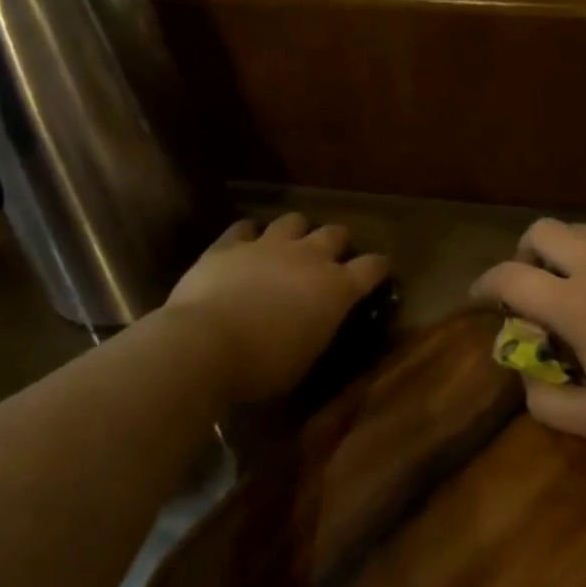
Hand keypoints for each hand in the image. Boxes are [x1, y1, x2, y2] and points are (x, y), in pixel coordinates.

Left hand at [165, 213, 388, 404]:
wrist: (206, 344)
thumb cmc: (264, 366)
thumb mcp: (306, 358)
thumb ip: (317, 330)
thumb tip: (315, 323)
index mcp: (336, 288)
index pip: (372, 267)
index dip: (378, 267)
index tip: (379, 270)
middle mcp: (308, 257)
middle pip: (335, 233)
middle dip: (337, 242)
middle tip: (331, 256)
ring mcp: (268, 245)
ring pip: (293, 220)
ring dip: (295, 231)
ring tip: (288, 245)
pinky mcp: (230, 244)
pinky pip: (244, 227)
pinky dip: (248, 234)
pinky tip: (245, 244)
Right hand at [471, 219, 585, 445]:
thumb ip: (549, 404)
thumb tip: (527, 380)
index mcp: (575, 303)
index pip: (509, 276)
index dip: (483, 283)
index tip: (477, 298)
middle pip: (541, 230)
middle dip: (523, 252)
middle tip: (532, 285)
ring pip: (583, 230)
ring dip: (564, 251)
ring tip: (577, 287)